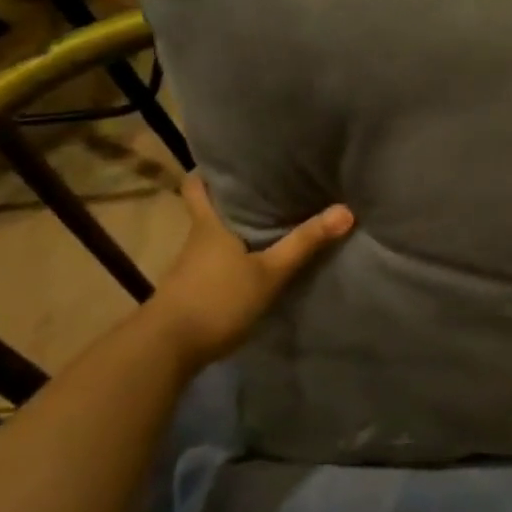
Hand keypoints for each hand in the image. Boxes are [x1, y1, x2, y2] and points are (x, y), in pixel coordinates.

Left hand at [145, 174, 352, 371]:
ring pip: (213, 236)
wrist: (166, 350)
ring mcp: (191, 266)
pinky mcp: (192, 290)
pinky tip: (254, 262)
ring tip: (271, 220)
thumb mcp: (269, 273)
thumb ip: (305, 243)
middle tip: (267, 187)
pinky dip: (233, 256)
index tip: (232, 161)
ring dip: (235, 228)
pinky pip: (215, 261)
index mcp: (209, 224)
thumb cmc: (217, 300)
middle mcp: (197, 239)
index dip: (210, 171)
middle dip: (232, 198)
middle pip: (209, 208)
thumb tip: (346, 209)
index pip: (197, 185)